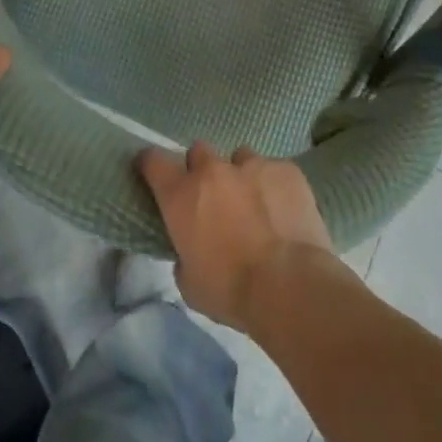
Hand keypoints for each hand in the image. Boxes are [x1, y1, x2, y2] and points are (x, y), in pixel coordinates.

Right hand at [138, 143, 334, 331]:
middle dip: (202, 170)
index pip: (153, 160)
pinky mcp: (286, 170)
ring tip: (254, 204)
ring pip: (240, 157)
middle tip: (213, 198)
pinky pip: (275, 169)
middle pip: (199, 151)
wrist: (289, 286)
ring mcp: (252, 165)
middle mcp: (212, 170)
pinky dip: (275, 186)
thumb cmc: (231, 290)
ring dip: (241, 176)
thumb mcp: (189, 283)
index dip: (151, 164)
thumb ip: (183, 254)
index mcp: (181, 194)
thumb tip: (190, 250)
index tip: (154, 174)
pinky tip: (284, 211)